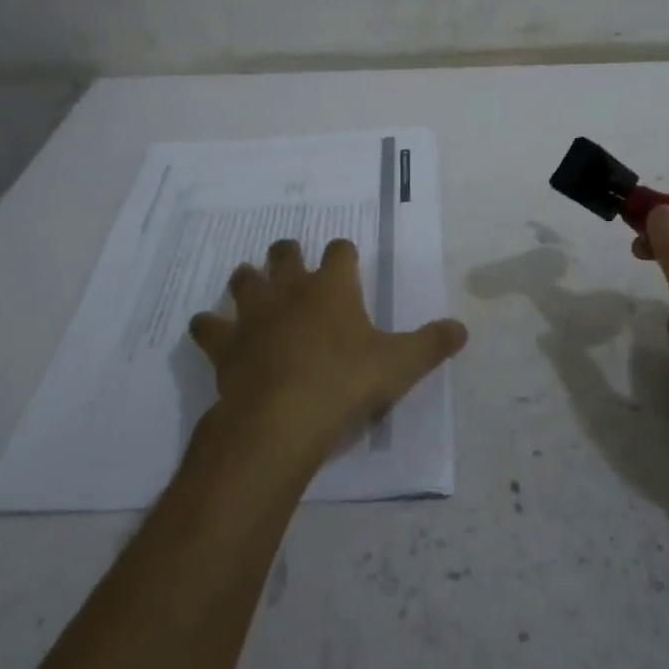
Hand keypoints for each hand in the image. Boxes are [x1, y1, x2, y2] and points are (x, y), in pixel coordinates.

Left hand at [189, 239, 467, 471]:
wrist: (283, 417)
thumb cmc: (346, 382)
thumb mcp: (400, 364)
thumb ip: (431, 344)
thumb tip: (462, 328)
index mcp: (333, 287)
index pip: (340, 251)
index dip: (344, 253)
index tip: (347, 260)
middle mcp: (290, 290)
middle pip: (285, 254)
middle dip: (287, 255)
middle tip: (291, 262)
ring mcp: (253, 314)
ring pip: (243, 281)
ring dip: (247, 280)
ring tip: (251, 285)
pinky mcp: (225, 344)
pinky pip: (207, 325)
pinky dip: (208, 326)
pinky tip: (210, 330)